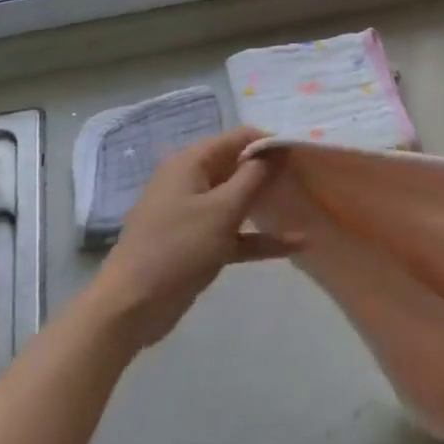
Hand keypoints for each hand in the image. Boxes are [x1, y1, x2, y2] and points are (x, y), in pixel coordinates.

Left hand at [89, 127, 297, 348]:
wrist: (132, 305)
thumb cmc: (177, 248)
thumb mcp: (222, 210)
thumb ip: (254, 177)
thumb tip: (278, 148)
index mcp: (191, 163)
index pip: (238, 138)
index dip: (271, 142)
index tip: (304, 154)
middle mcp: (192, 181)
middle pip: (239, 167)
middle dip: (273, 172)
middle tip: (310, 179)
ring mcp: (195, 214)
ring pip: (238, 201)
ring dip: (268, 204)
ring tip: (307, 204)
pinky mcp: (199, 244)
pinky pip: (235, 233)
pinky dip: (260, 237)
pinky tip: (295, 245)